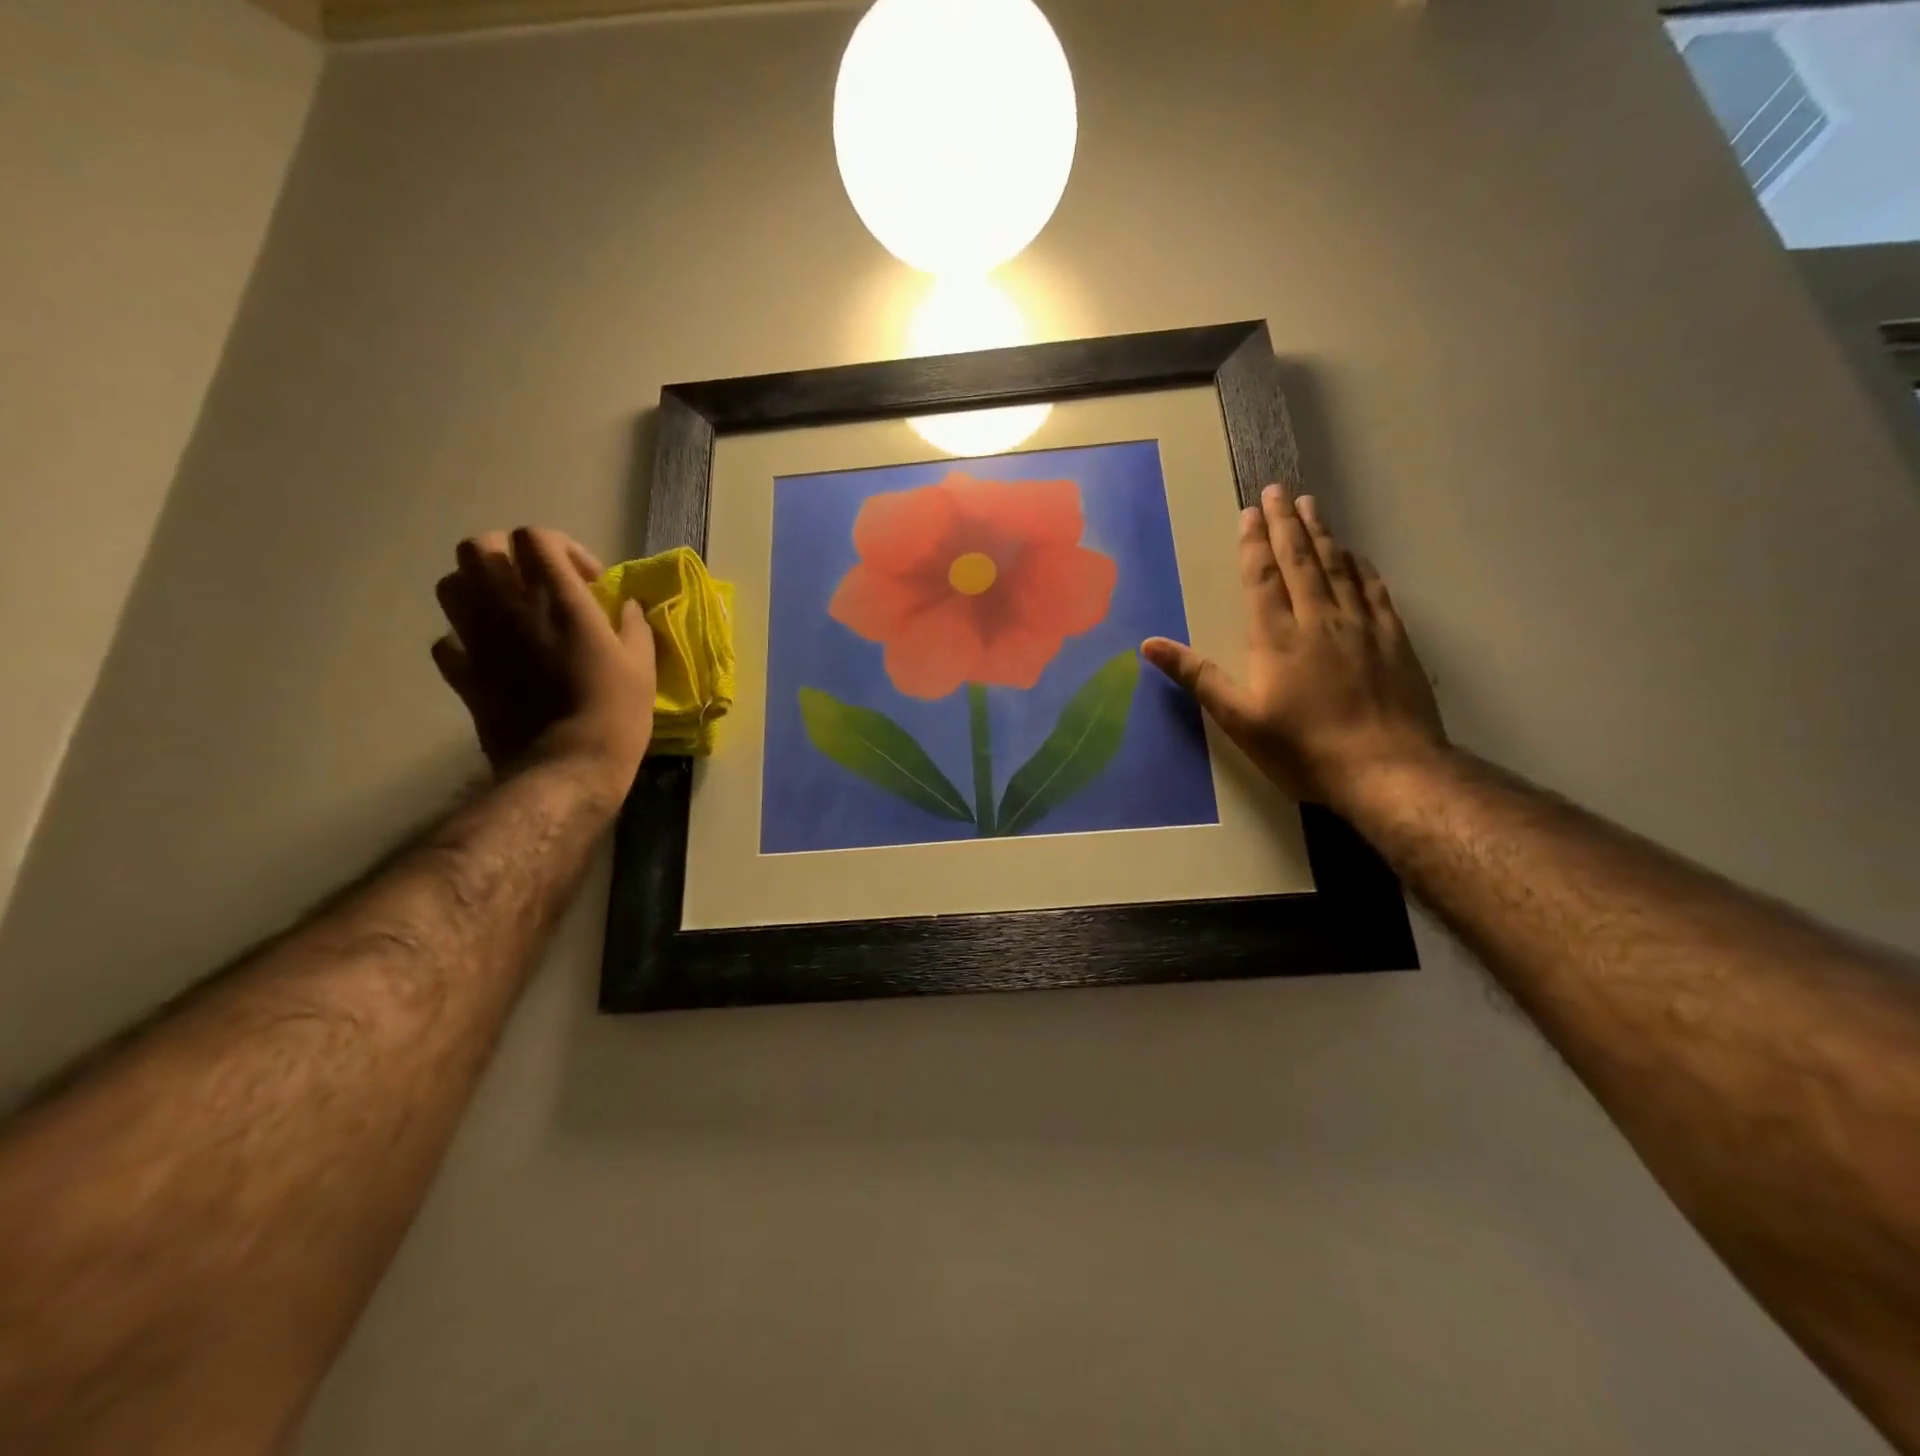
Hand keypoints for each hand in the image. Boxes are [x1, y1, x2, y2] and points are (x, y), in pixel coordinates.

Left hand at [432, 527, 655, 797]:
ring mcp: (478, 641)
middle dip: (508, 555)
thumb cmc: (615, 713)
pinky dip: (465, 639)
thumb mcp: (642, 666)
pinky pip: (447, 642)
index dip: (561, 547)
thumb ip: (634, 626)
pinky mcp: (463, 675)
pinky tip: (492, 654)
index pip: (535, 538)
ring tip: (510, 612)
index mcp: (557, 600)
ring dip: (479, 588)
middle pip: (478, 548)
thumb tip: (627, 607)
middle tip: (538, 582)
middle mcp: (508, 608)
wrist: (565, 767)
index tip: (587, 580)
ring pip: (451, 585)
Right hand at [1142, 487, 1444, 809]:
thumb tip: (1149, 644)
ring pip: (1338, 566)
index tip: (1249, 512)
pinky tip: (1355, 555)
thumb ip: (1197, 677)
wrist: (1387, 770)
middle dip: (1286, 523)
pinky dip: (1360, 565)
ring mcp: (1361, 625)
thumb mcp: (1239, 719)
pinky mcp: (1393, 639)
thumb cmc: (1303, 748)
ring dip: (1322, 533)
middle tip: (1278, 489)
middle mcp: (1319, 618)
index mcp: (1277, 636)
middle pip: (1301, 559)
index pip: (1262, 577)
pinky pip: (1373, 589)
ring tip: (1311, 505)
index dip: (1253, 543)